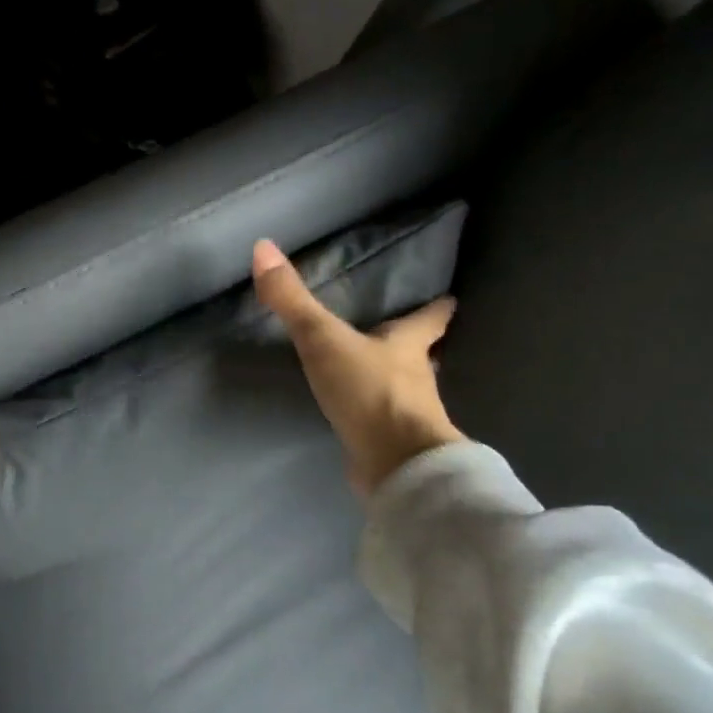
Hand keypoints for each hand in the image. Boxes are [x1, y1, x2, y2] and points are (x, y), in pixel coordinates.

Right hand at [252, 239, 463, 496]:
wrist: (396, 465)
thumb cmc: (369, 392)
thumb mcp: (323, 340)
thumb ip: (292, 300)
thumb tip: (263, 247)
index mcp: (407, 347)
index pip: (428, 320)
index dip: (437, 309)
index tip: (449, 300)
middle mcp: (416, 380)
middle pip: (421, 357)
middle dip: (416, 348)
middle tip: (410, 339)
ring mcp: (409, 417)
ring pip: (407, 393)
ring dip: (397, 384)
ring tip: (380, 378)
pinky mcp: (395, 448)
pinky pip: (386, 426)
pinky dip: (378, 419)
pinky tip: (362, 421)